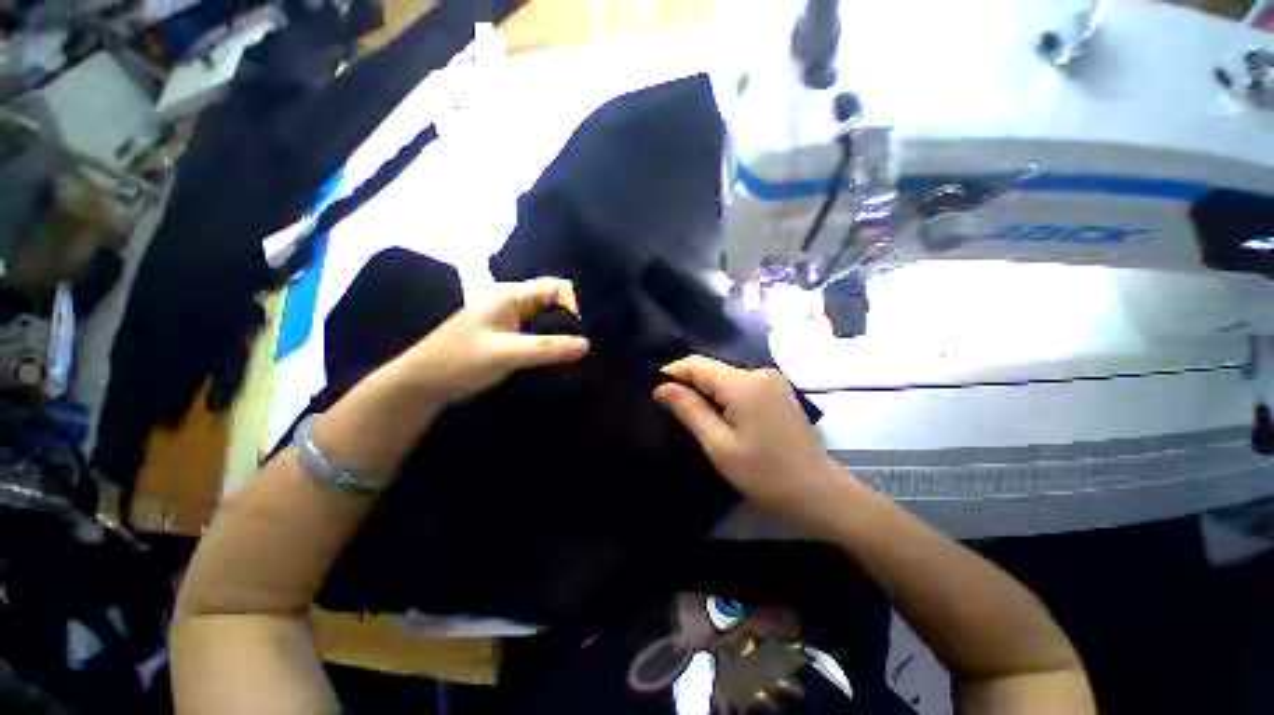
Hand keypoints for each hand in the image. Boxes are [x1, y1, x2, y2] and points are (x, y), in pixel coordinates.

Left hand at [394, 277, 589, 403]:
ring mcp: (509, 320)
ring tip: (572, 355)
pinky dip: (550, 344)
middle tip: (579, 347)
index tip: (576, 336)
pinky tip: (557, 359)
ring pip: (547, 320)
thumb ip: (548, 348)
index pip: (557, 288)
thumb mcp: (506, 354)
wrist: (422, 385)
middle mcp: (512, 302)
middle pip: (554, 302)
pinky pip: (538, 334)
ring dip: (560, 335)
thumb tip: (587, 344)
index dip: (573, 308)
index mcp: (510, 295)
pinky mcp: (508, 337)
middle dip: (570, 322)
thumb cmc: (459, 362)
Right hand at [653, 355, 846, 521]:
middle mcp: (759, 373)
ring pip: (727, 376)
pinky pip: (742, 385)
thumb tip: (662, 387)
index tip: (657, 391)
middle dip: (690, 384)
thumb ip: (689, 410)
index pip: (697, 364)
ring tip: (695, 414)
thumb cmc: (764, 474)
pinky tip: (722, 415)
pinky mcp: (779, 391)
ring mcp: (773, 380)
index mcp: (743, 384)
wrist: (818, 493)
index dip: (674, 373)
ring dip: (708, 391)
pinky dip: (726, 395)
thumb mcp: (719, 445)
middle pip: (713, 369)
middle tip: (673, 409)